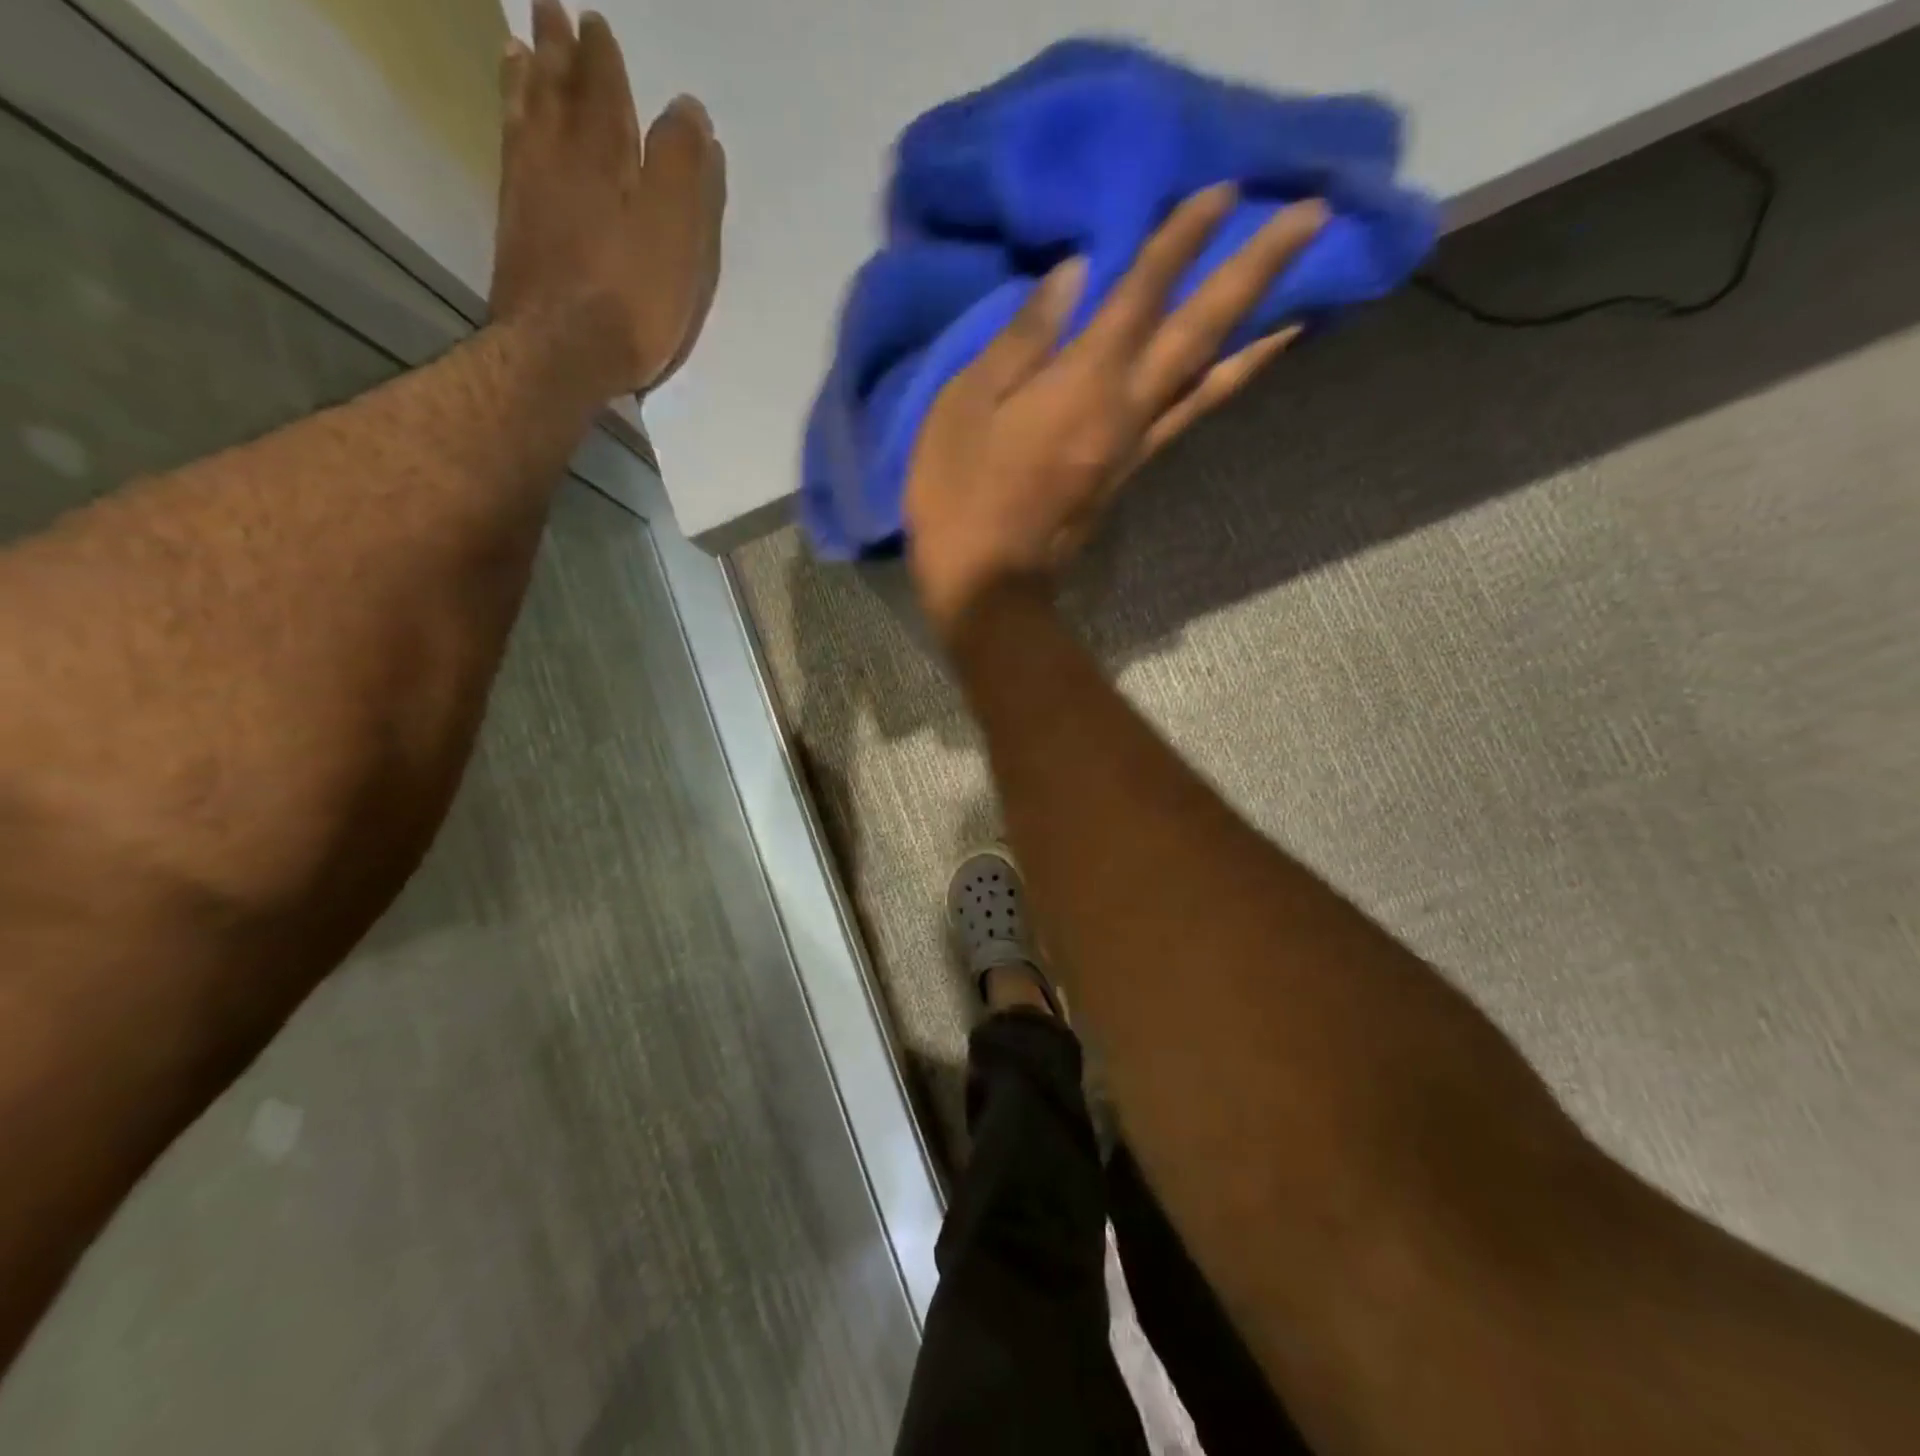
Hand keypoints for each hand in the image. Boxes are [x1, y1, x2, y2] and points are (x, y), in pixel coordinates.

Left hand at [490, 1, 725, 396]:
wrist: (562, 352)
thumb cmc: (631, 297)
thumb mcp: (676, 235)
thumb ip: (684, 170)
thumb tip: (687, 108)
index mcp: (604, 158)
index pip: (603, 93)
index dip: (602, 58)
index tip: (595, 21)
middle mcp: (558, 161)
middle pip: (555, 93)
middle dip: (556, 51)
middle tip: (549, 9)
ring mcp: (528, 194)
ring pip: (524, 118)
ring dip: (524, 80)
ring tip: (517, 50)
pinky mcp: (514, 231)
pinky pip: (509, 155)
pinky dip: (511, 127)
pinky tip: (512, 126)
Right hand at [903, 187, 1326, 635]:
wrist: (987, 587)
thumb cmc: (959, 494)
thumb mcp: (965, 405)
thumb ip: (1022, 338)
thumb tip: (1074, 274)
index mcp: (1083, 383)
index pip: (1142, 294)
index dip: (1182, 239)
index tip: (1226, 187)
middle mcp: (1126, 408)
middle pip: (1200, 332)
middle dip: (1256, 270)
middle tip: (1313, 217)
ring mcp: (1135, 447)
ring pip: (1209, 382)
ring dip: (1259, 336)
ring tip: (1306, 302)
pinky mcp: (1130, 475)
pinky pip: (1188, 417)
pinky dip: (1222, 385)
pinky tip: (1239, 367)